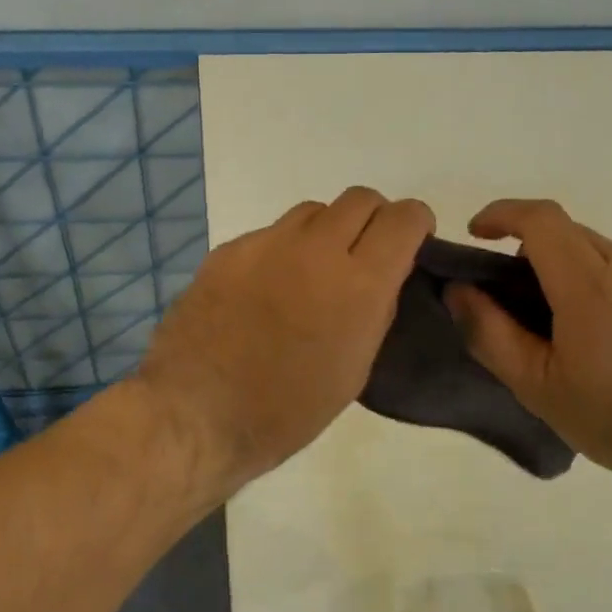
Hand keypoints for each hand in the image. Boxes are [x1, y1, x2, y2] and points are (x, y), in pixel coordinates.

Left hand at [136, 186, 433, 498]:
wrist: (195, 413)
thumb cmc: (286, 411)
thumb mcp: (353, 370)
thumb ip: (374, 311)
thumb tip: (379, 279)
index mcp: (358, 284)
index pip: (403, 218)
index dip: (415, 223)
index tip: (411, 241)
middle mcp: (316, 249)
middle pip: (360, 198)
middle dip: (373, 218)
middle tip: (363, 254)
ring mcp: (266, 243)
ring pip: (312, 211)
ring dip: (325, 232)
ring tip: (311, 273)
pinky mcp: (228, 250)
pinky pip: (269, 234)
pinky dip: (281, 251)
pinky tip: (264, 291)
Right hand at [445, 199, 611, 488]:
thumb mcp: (539, 387)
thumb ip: (490, 333)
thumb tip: (458, 290)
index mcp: (590, 283)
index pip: (540, 219)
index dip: (501, 214)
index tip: (475, 234)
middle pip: (566, 232)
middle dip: (527, 248)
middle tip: (508, 299)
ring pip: (595, 251)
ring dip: (562, 269)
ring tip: (555, 328)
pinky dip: (594, 283)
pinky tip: (599, 338)